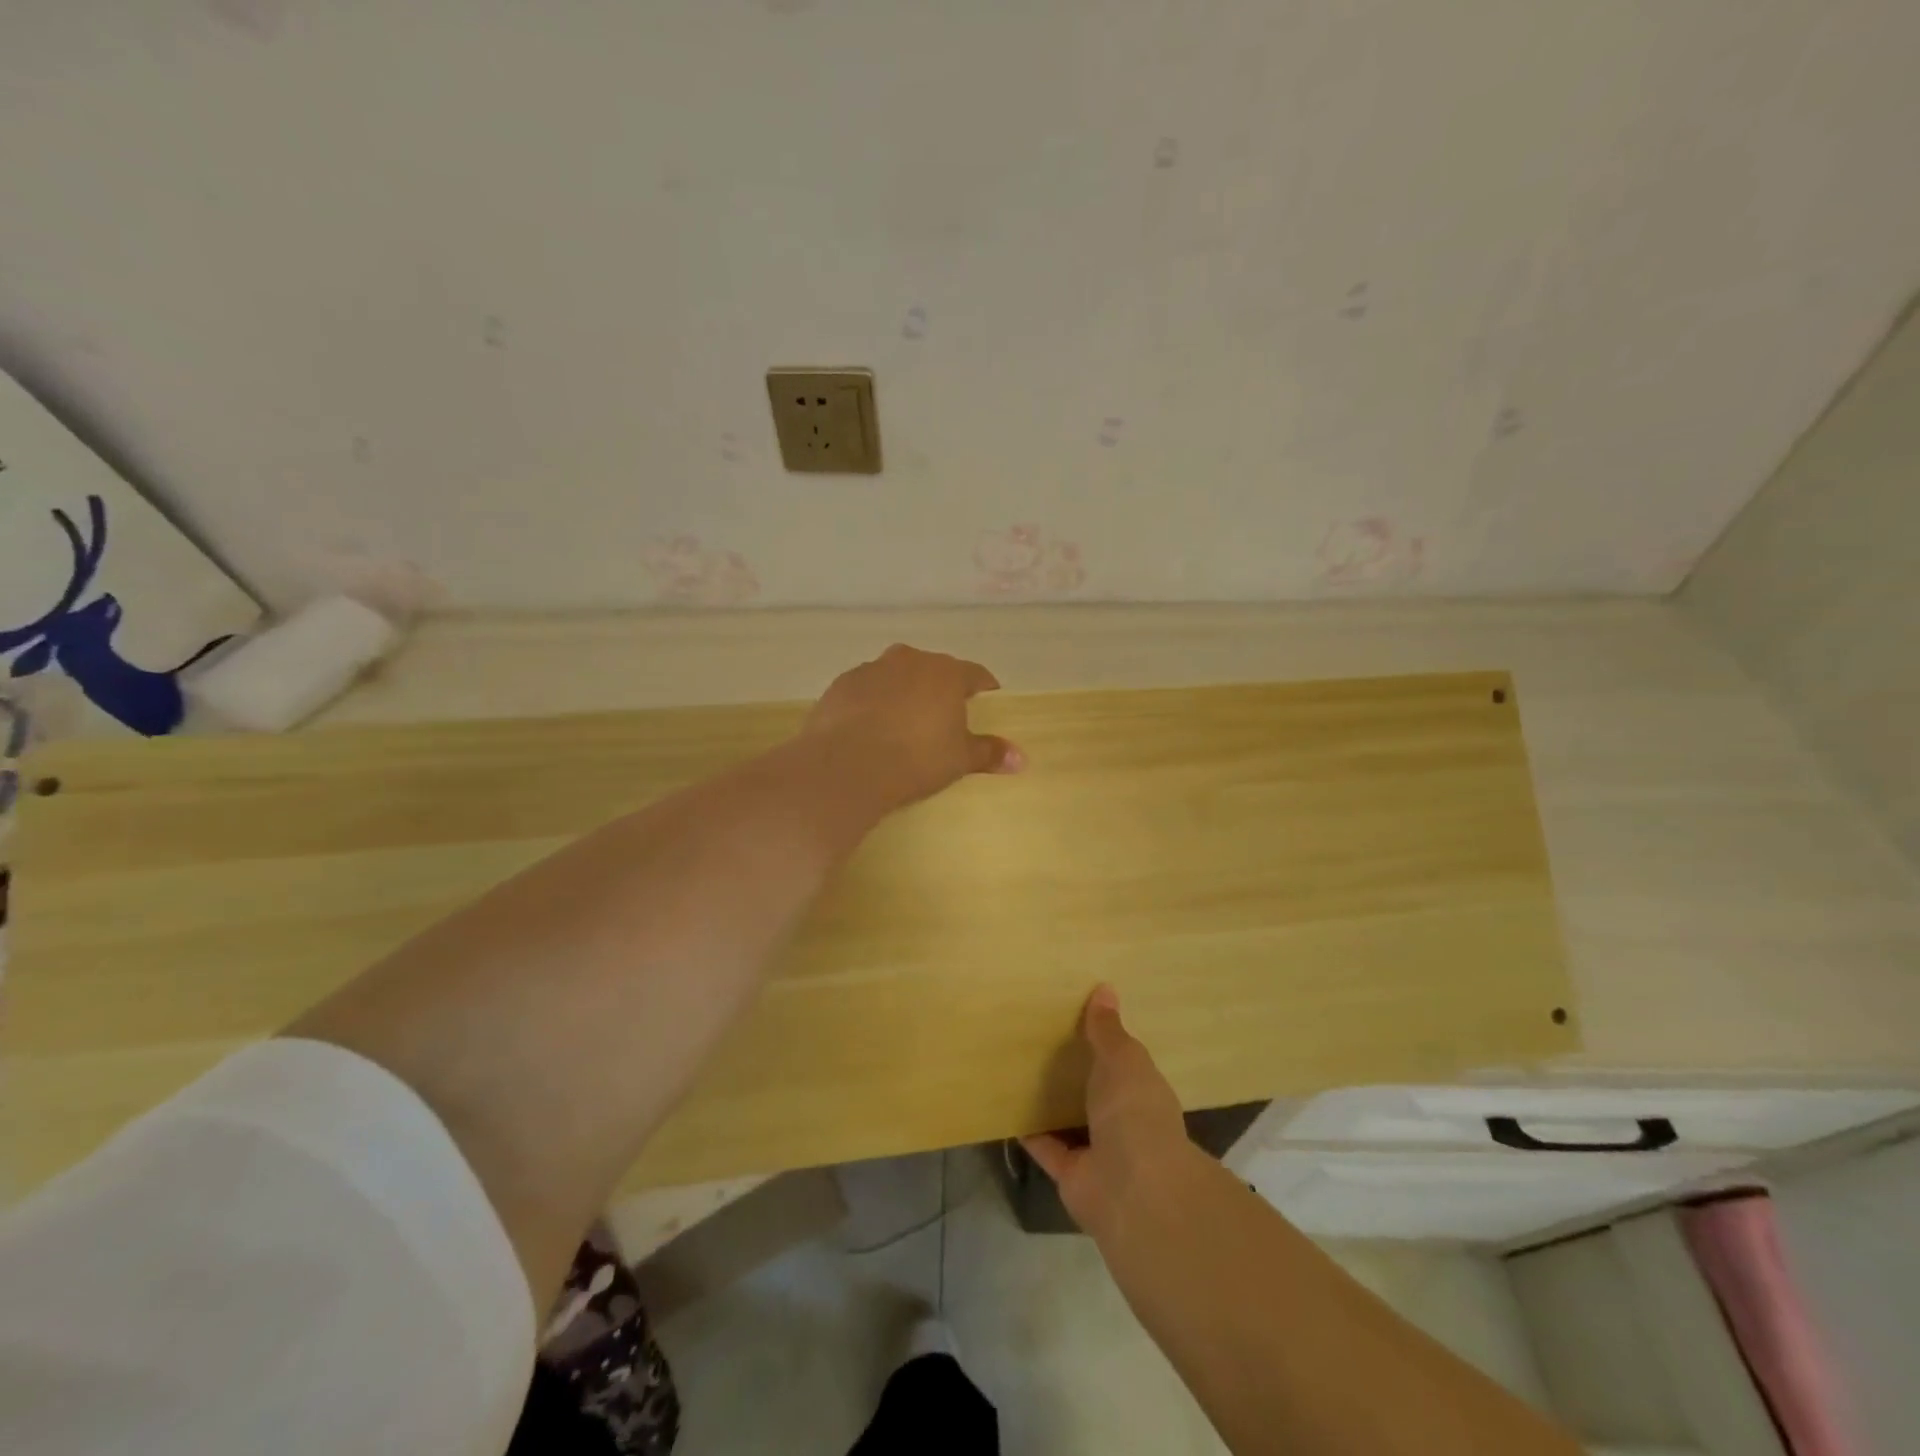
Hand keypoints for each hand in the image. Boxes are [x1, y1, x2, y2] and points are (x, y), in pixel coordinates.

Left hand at [804, 644, 1022, 810]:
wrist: (847, 764)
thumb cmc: (916, 759)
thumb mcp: (959, 760)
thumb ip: (989, 753)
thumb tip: (1021, 758)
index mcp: (946, 673)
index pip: (974, 674)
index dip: (982, 687)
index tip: (987, 699)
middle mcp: (909, 660)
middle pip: (932, 670)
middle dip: (939, 689)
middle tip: (942, 717)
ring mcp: (872, 669)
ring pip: (896, 676)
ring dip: (903, 692)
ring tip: (902, 723)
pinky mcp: (841, 684)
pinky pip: (866, 690)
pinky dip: (871, 703)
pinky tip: (868, 728)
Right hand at [1022, 985, 1201, 1241]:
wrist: (1132, 1190)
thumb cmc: (1135, 1112)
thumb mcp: (1123, 1059)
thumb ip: (1108, 1030)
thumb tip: (1105, 989)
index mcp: (1142, 1091)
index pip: (1124, 1062)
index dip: (1105, 1041)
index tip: (1078, 1016)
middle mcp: (1123, 1120)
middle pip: (1095, 1090)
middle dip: (1074, 1070)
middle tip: (1040, 1035)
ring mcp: (1098, 1150)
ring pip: (1070, 1118)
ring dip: (1050, 1100)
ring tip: (1018, 1066)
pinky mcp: (1070, 1173)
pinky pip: (1044, 1145)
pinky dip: (1027, 1130)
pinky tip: (1004, 1104)